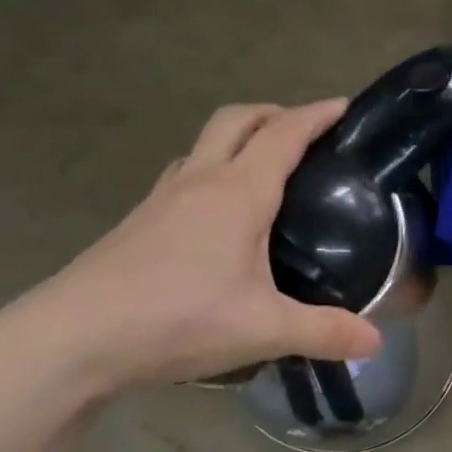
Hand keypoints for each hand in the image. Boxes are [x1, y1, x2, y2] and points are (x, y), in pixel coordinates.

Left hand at [0, 100, 381, 391]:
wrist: (75, 337)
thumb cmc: (177, 319)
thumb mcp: (263, 329)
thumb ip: (324, 333)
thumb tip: (376, 345)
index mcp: (237, 193)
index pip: (284, 134)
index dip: (317, 114)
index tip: (344, 106)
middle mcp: (199, 181)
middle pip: (237, 120)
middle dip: (274, 114)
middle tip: (305, 134)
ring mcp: (162, 198)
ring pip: (204, 145)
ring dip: (237, 140)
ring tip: (263, 170)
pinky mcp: (138, 221)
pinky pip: (183, 177)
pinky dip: (210, 172)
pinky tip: (215, 217)